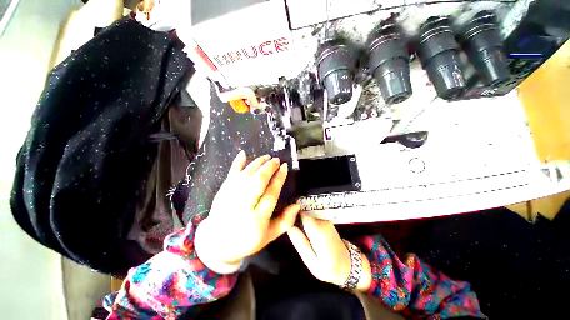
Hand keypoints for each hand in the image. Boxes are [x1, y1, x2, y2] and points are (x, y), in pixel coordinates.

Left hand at [195, 151, 299, 272]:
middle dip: (268, 168)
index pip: (271, 194)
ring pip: (246, 176)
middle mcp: (243, 207)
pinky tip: (243, 154)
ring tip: (266, 157)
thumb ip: (286, 222)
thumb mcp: (269, 236)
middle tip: (276, 160)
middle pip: (258, 182)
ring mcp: (231, 198)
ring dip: (257, 163)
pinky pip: (230, 175)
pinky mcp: (222, 192)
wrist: (217, 244)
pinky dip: (237, 163)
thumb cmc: (247, 241)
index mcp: (257, 220)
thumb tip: (297, 205)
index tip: (284, 167)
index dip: (279, 179)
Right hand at [287, 213, 371, 291]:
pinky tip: (310, 238)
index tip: (288, 224)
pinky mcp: (327, 222)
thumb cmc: (329, 267)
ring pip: (308, 218)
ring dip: (303, 225)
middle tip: (296, 237)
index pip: (302, 215)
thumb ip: (301, 243)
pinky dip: (309, 227)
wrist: (348, 265)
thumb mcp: (312, 262)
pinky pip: (313, 221)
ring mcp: (326, 221)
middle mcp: (323, 222)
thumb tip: (290, 227)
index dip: (293, 217)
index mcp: (318, 231)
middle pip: (304, 215)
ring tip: (303, 239)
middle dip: (298, 222)